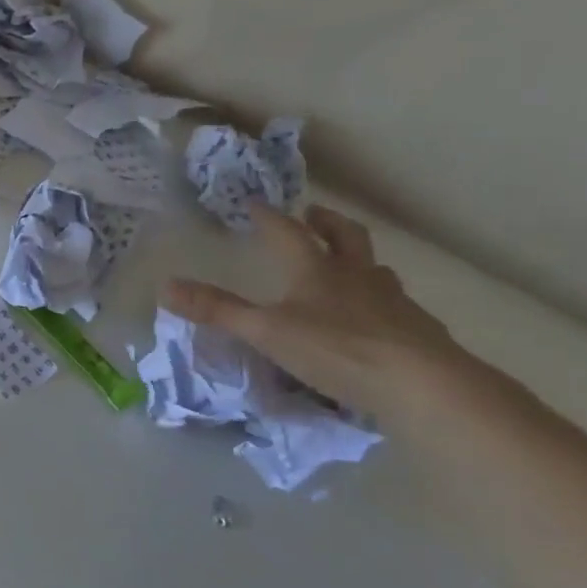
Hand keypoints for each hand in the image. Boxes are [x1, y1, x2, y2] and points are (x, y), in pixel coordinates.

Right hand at [166, 205, 474, 423]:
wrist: (421, 384)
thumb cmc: (335, 349)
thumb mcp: (265, 331)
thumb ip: (217, 310)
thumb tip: (165, 286)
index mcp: (315, 270)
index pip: (287, 233)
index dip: (268, 217)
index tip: (255, 203)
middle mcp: (355, 276)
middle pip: (345, 236)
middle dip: (325, 222)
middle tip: (313, 215)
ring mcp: (391, 300)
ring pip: (374, 268)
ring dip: (357, 259)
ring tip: (346, 265)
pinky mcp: (416, 328)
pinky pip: (395, 303)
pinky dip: (380, 300)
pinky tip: (376, 317)